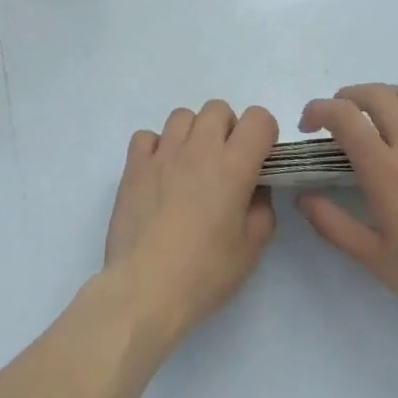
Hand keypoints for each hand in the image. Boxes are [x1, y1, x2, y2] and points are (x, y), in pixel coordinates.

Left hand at [103, 100, 277, 345]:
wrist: (145, 288)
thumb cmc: (204, 273)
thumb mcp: (251, 248)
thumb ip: (262, 208)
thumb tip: (254, 188)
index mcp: (233, 166)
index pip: (258, 118)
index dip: (264, 134)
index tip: (260, 159)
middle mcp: (198, 148)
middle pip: (218, 109)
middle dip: (228, 129)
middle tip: (225, 165)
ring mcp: (162, 153)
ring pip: (182, 116)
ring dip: (192, 134)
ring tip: (191, 167)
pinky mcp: (133, 165)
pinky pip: (147, 136)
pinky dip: (156, 148)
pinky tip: (159, 174)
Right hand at [296, 85, 397, 328]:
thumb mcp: (375, 259)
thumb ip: (333, 223)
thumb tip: (304, 196)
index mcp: (386, 170)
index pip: (344, 116)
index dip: (318, 110)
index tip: (309, 126)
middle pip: (376, 94)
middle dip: (347, 97)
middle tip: (338, 118)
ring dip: (387, 97)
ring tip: (378, 116)